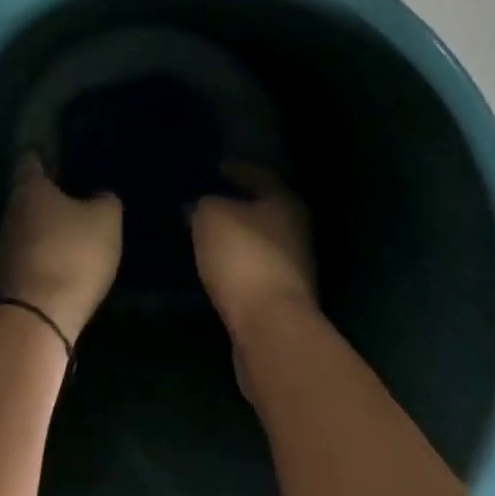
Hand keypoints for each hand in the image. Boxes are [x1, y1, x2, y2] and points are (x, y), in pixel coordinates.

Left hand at [0, 153, 121, 342]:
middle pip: (30, 194)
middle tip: (79, 192)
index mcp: (30, 187)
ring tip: (78, 227)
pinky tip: (68, 258)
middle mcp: (11, 211)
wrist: (37, 318)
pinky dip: (47, 251)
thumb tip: (99, 196)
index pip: (31, 159)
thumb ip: (105, 200)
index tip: (63, 155)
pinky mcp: (10, 277)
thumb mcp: (105, 220)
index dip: (46, 154)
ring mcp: (6, 246)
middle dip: (51, 193)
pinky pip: (31, 252)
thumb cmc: (72, 254)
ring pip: (30, 224)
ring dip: (49, 225)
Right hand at [191, 161, 315, 341]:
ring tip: (205, 233)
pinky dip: (235, 264)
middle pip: (262, 210)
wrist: (270, 327)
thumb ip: (203, 205)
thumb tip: (198, 206)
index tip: (215, 168)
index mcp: (285, 202)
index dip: (236, 169)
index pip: (258, 175)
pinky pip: (253, 269)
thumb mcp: (211, 217)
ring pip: (257, 241)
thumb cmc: (244, 257)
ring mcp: (293, 268)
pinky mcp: (281, 299)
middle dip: (235, 205)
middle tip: (205, 201)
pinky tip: (214, 264)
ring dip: (235, 237)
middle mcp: (296, 230)